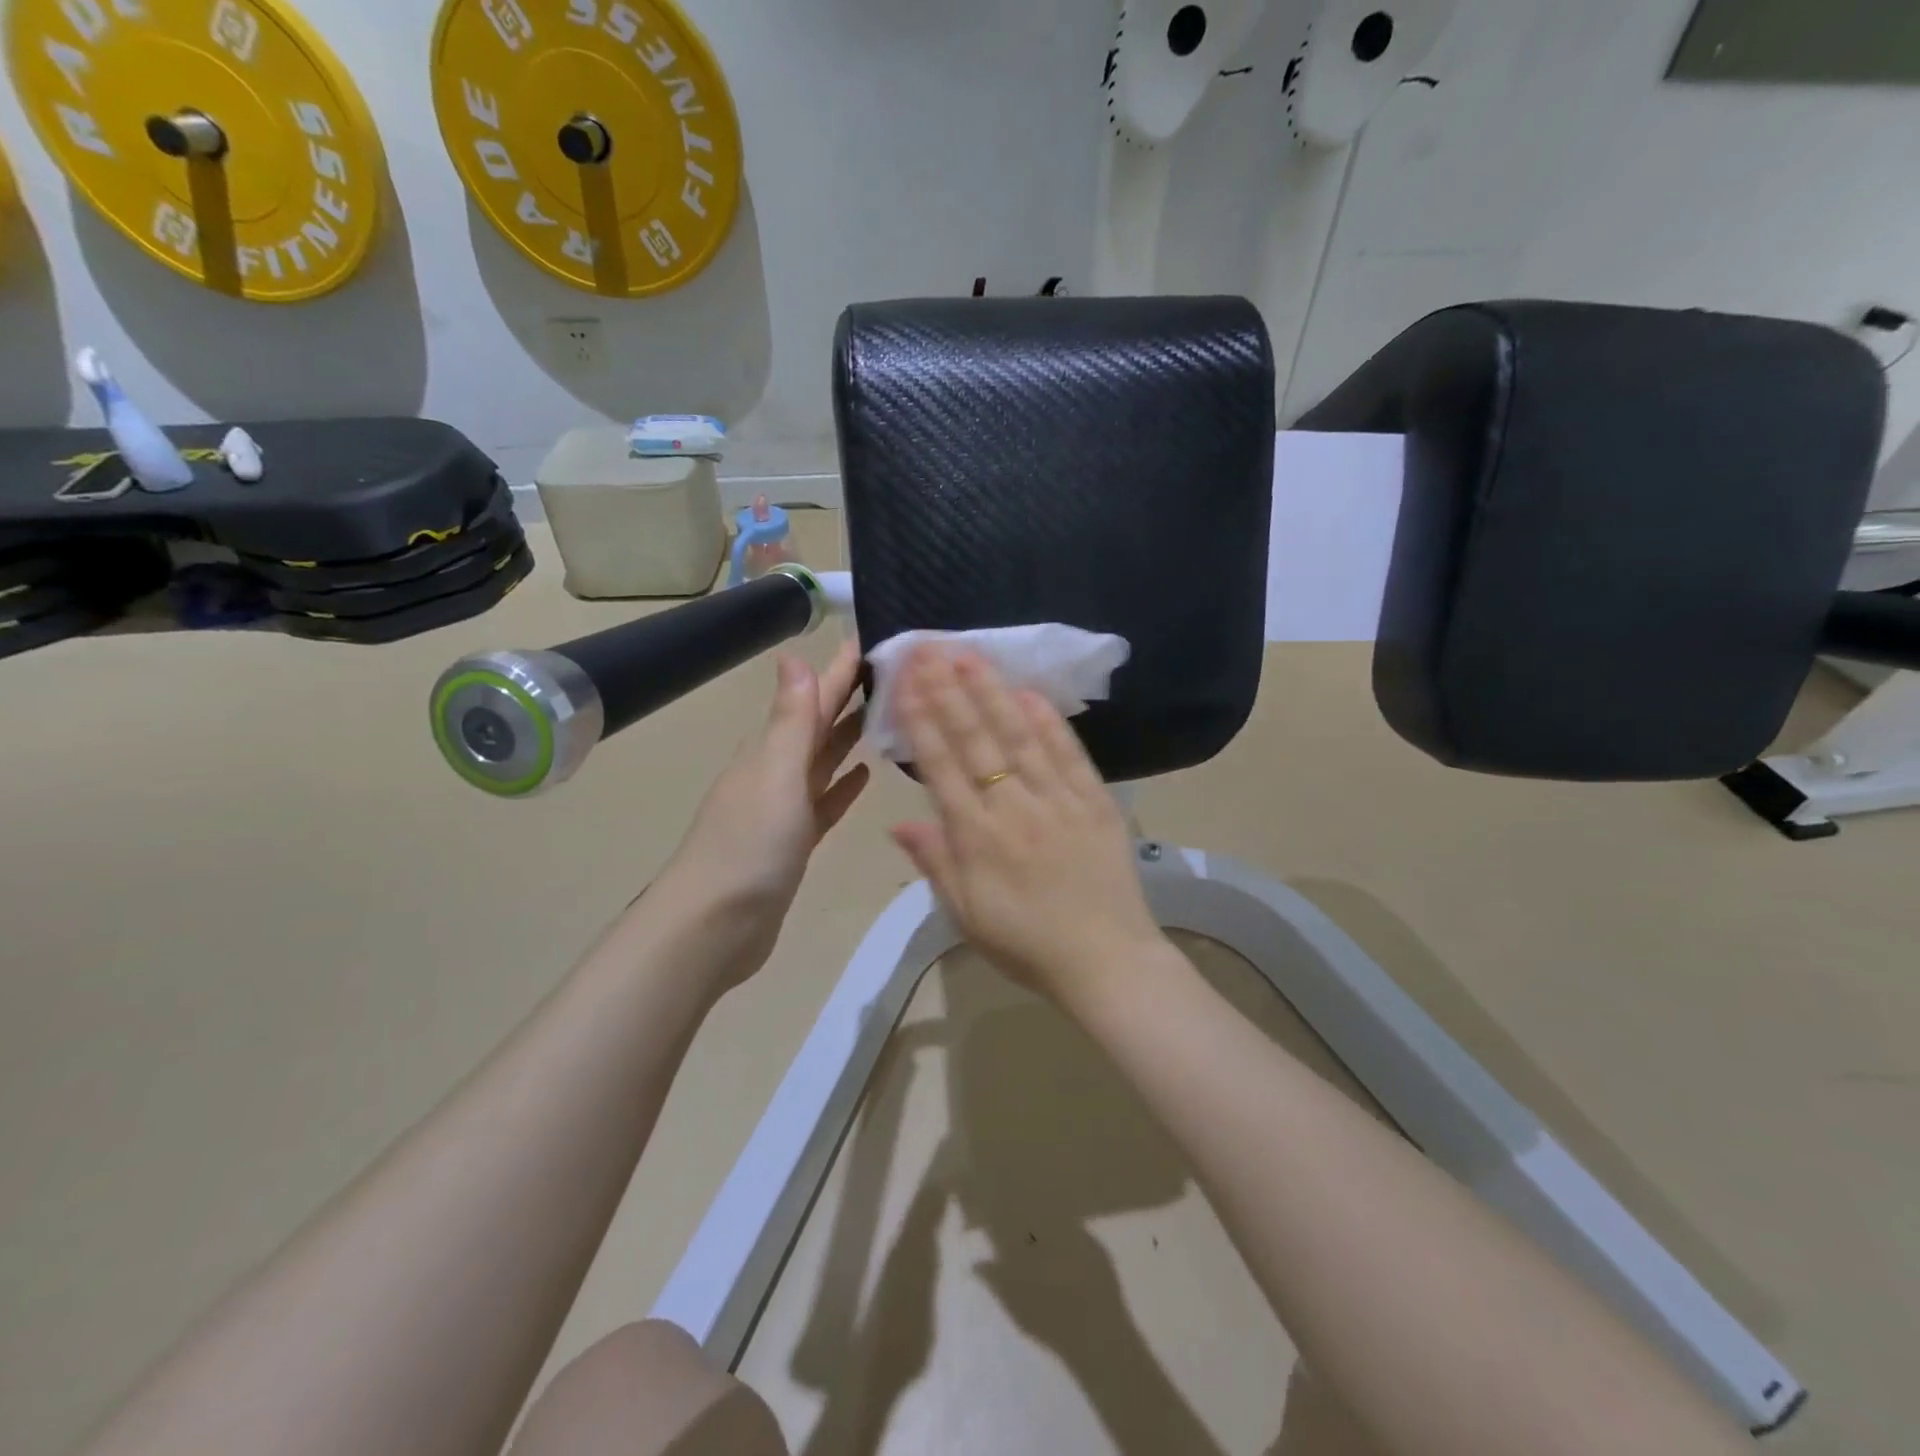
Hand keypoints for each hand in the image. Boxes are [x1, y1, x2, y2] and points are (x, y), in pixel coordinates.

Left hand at [657, 640, 870, 984]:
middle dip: (849, 698)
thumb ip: (791, 719)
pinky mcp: (793, 842)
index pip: (812, 699)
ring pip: (822, 762)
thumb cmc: (749, 845)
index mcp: (770, 750)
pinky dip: (841, 786)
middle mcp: (775, 772)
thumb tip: (794, 655)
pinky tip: (864, 775)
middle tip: (890, 673)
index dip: (839, 672)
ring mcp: (783, 809)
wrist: (715, 926)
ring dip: (848, 738)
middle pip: (818, 726)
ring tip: (885, 715)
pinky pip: (823, 802)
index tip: (871, 641)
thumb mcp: (776, 774)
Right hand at [889, 647, 1165, 1002]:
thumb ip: (935, 862)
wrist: (1105, 961)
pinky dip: (1049, 720)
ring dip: (992, 692)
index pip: (942, 765)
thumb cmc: (1026, 944)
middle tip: (929, 648)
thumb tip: (899, 821)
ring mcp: (1059, 800)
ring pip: (1019, 736)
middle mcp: (1014, 808)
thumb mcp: (966, 914)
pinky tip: (1029, 691)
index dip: (921, 718)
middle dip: (949, 690)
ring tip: (969, 655)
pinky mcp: (1096, 802)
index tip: (905, 679)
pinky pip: (1070, 754)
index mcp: (977, 837)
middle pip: (976, 739)